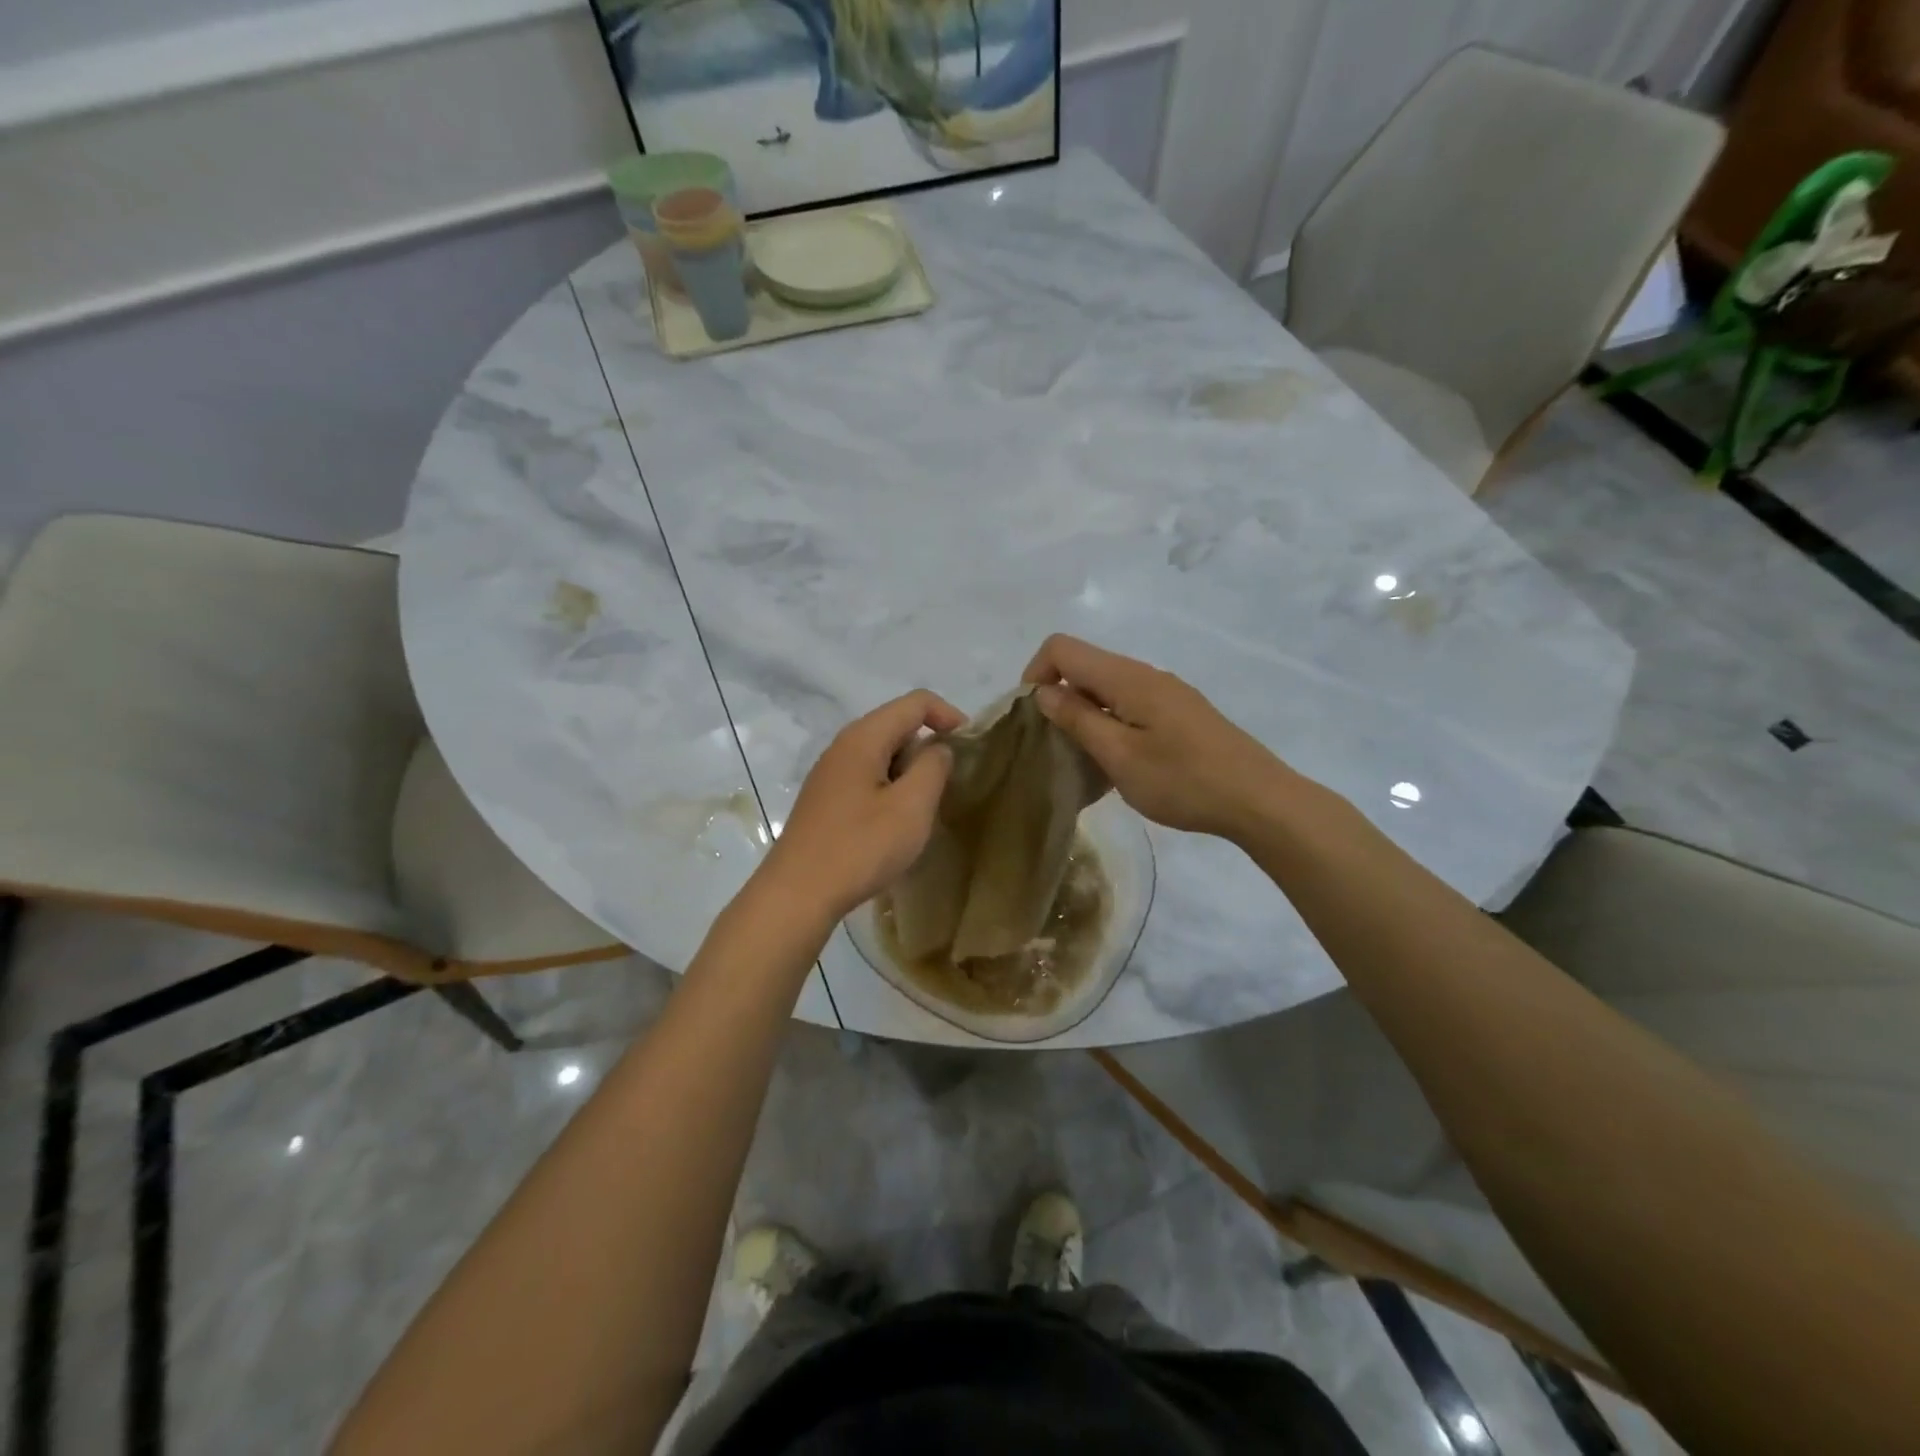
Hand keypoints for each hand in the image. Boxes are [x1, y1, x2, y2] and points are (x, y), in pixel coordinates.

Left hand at [756, 690, 964, 921]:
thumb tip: (937, 749)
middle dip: (929, 746)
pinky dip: (890, 787)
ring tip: (925, 807)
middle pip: (896, 725)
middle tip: (949, 784)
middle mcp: (843, 746)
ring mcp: (830, 773)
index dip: (948, 715)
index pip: (915, 702)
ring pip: (882, 754)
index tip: (971, 746)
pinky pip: (867, 777)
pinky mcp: (825, 799)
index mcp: (864, 737)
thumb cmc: (860, 847)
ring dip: (910, 771)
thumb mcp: (912, 806)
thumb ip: (933, 767)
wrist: (797, 893)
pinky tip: (895, 822)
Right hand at [1022, 634, 1290, 841]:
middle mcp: (1145, 674)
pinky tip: (1119, 763)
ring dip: (1084, 715)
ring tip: (1085, 760)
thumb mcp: (1120, 756)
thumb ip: (1078, 719)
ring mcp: (1166, 693)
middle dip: (1058, 697)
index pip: (1062, 648)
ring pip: (1107, 688)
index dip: (1036, 673)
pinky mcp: (1180, 713)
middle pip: (1085, 666)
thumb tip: (1044, 691)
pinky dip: (1110, 724)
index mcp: (1127, 678)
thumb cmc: (1183, 780)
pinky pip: (1130, 705)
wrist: (1258, 799)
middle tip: (1055, 746)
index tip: (1033, 717)